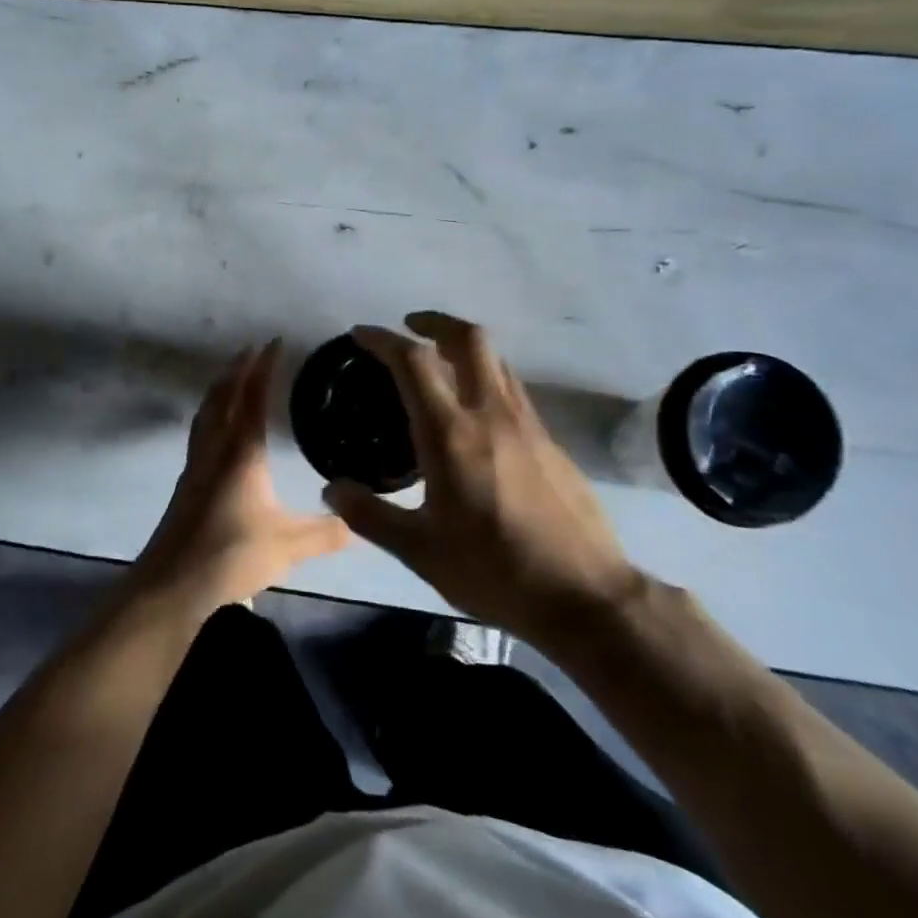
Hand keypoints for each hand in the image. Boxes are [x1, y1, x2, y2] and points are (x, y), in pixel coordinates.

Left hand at [128, 340, 351, 615]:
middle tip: (253, 349)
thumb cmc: (230, 555)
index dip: (264, 367)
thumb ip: (325, 533)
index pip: (253, 398)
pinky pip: (200, 431)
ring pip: (206, 412)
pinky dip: (211, 413)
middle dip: (238, 369)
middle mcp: (215, 449)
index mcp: (241, 453)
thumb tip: (358, 523)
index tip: (275, 342)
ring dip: (220, 388)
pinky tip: (219, 429)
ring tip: (233, 377)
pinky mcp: (187, 484)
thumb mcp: (287, 546)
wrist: (172, 584)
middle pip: (222, 396)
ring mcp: (196, 465)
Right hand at [323, 312, 638, 637]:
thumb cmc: (494, 570)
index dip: (384, 339)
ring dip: (465, 347)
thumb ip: (370, 516)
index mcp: (452, 434)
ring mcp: (528, 425)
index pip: (414, 362)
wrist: (585, 596)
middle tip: (411, 327)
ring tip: (441, 365)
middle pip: (469, 339)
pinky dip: (487, 379)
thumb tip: (332, 489)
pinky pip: (513, 390)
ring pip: (497, 360)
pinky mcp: (551, 442)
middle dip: (435, 322)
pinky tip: (477, 415)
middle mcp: (491, 414)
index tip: (361, 334)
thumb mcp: (420, 551)